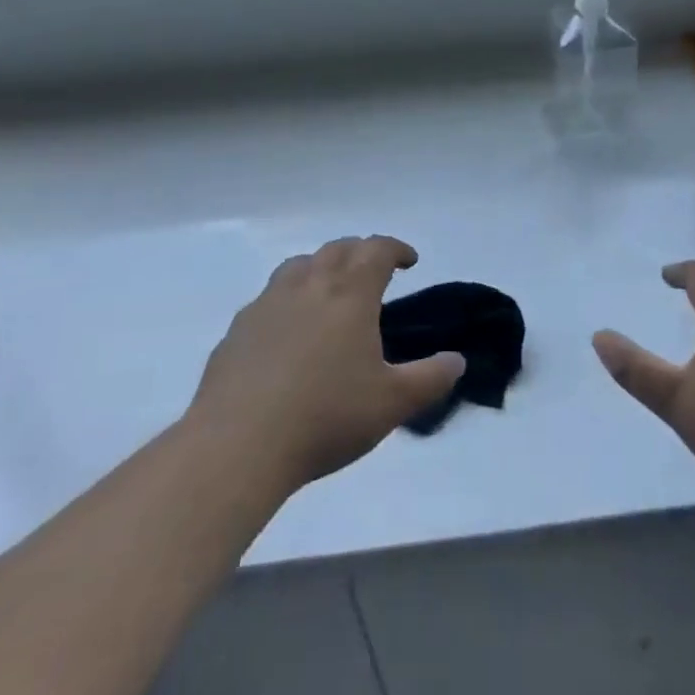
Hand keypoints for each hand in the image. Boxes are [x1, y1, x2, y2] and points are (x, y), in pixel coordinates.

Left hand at [188, 236, 463, 493]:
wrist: (237, 445)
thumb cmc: (325, 417)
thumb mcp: (391, 404)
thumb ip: (430, 379)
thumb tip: (457, 360)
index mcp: (349, 293)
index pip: (376, 250)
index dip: (396, 249)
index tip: (409, 261)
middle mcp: (309, 285)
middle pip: (338, 249)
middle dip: (360, 252)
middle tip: (373, 271)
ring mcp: (268, 304)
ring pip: (299, 265)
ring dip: (321, 267)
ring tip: (329, 290)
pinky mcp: (238, 329)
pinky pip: (269, 297)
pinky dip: (288, 298)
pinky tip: (288, 330)